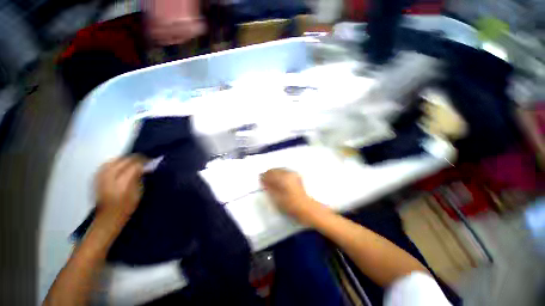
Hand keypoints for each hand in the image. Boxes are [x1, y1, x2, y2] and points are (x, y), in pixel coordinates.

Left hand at [94, 155, 145, 226]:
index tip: (150, 161)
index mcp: (123, 182)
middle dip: (135, 159)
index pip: (135, 165)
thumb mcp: (139, 193)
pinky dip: (114, 162)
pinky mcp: (96, 177)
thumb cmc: (127, 207)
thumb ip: (141, 178)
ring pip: (114, 160)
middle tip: (143, 161)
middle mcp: (110, 177)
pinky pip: (106, 164)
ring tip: (132, 162)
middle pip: (124, 160)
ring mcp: (101, 177)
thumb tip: (146, 167)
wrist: (108, 217)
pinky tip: (119, 165)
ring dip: (125, 159)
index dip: (144, 161)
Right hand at [260, 168, 328, 224]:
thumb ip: (269, 187)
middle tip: (264, 179)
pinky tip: (279, 179)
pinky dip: (280, 173)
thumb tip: (263, 180)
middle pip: (275, 170)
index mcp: (282, 178)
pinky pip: (285, 171)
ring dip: (274, 173)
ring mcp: (293, 174)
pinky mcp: (296, 176)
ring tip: (271, 179)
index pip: (270, 173)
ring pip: (280, 169)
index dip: (264, 176)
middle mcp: (288, 173)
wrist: (306, 207)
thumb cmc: (290, 205)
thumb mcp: (276, 198)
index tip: (260, 179)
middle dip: (269, 173)